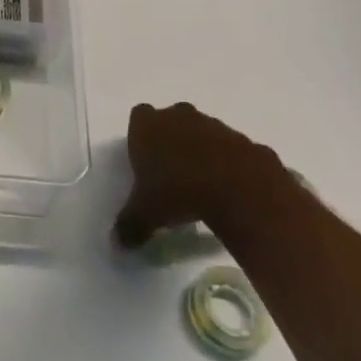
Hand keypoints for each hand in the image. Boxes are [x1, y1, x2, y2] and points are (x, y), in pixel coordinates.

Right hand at [112, 101, 287, 248]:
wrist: (239, 189)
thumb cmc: (179, 192)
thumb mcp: (146, 214)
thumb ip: (130, 225)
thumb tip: (117, 243)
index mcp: (149, 126)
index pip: (139, 116)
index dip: (141, 136)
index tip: (145, 159)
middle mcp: (179, 116)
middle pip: (172, 119)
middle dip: (172, 139)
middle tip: (173, 171)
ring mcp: (214, 125)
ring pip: (203, 132)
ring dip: (203, 151)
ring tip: (204, 185)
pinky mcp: (243, 140)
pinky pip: (232, 150)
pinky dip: (231, 164)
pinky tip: (231, 190)